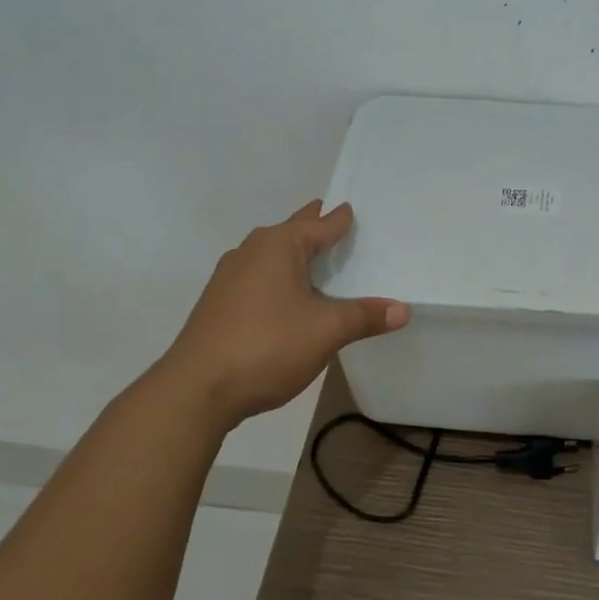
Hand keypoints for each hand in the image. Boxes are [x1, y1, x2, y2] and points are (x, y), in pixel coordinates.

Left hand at [148, 202, 408, 429]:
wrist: (196, 389)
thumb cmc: (267, 346)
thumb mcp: (326, 331)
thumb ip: (365, 317)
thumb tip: (402, 309)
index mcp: (279, 246)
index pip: (320, 224)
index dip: (340, 219)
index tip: (353, 210)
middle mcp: (251, 251)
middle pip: (292, 232)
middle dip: (314, 228)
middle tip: (337, 224)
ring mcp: (229, 277)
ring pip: (271, 256)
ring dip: (293, 255)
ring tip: (316, 262)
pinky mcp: (218, 303)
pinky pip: (257, 278)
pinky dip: (278, 279)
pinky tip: (286, 299)